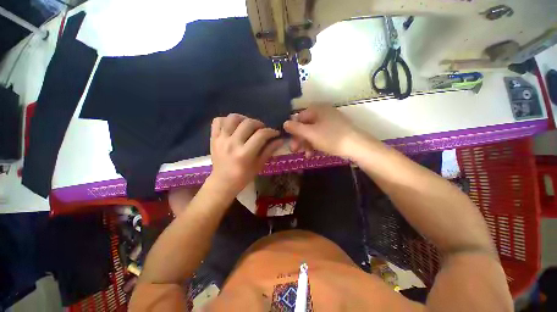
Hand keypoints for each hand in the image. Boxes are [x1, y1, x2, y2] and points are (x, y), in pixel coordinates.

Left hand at [208, 114, 282, 196]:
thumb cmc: (243, 176)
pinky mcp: (213, 138)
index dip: (271, 131)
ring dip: (243, 119)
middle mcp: (232, 144)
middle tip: (262, 129)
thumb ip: (269, 151)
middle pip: (248, 123)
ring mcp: (221, 139)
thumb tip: (280, 140)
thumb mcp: (259, 165)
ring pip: (232, 118)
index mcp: (245, 154)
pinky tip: (233, 126)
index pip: (261, 135)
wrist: (222, 182)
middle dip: (259, 124)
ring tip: (248, 125)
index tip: (275, 133)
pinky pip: (218, 120)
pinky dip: (226, 120)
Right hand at [283, 105, 363, 157]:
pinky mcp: (335, 131)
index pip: (299, 117)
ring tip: (306, 155)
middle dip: (299, 139)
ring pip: (313, 132)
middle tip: (295, 150)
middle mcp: (323, 113)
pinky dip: (315, 144)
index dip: (293, 129)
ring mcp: (330, 123)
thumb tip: (285, 123)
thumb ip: (296, 128)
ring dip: (307, 144)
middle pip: (306, 126)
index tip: (289, 141)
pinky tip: (313, 154)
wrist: (357, 147)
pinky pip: (321, 136)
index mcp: (317, 110)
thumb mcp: (310, 133)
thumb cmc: (331, 138)